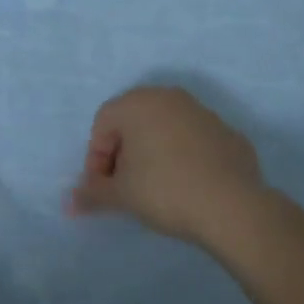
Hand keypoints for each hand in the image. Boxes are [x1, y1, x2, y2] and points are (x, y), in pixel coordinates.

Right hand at [70, 86, 266, 248]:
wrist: (233, 206)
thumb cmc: (164, 190)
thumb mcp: (121, 195)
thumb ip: (92, 194)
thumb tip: (69, 204)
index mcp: (138, 103)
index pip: (103, 123)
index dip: (96, 158)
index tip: (104, 188)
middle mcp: (169, 97)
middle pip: (133, 121)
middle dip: (123, 153)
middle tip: (125, 187)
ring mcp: (203, 113)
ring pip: (165, 129)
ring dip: (153, 153)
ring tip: (156, 189)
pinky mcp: (228, 133)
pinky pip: (194, 142)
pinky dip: (184, 158)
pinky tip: (188, 187)